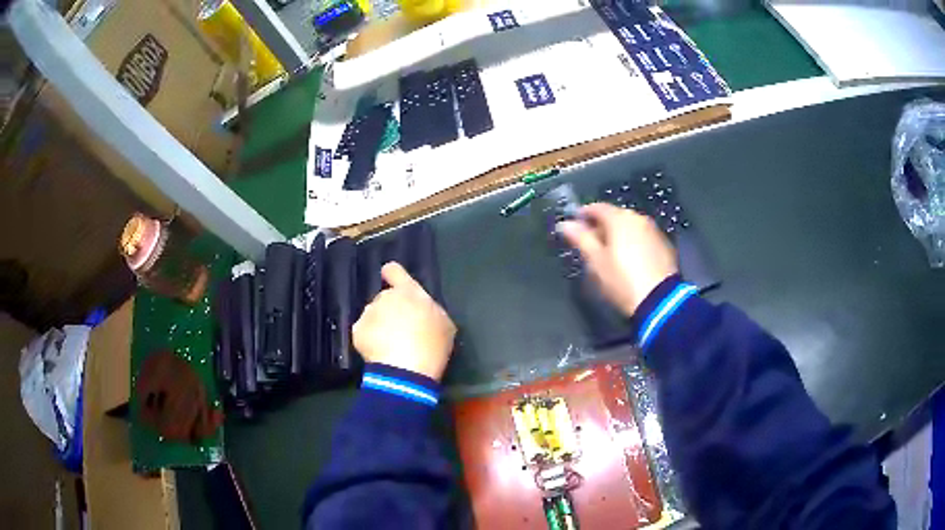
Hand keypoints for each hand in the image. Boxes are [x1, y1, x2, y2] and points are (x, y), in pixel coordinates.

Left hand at [353, 262, 456, 380]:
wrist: (406, 370)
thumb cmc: (432, 346)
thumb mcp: (444, 324)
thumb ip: (430, 311)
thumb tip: (423, 312)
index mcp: (408, 292)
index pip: (394, 270)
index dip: (393, 275)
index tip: (392, 281)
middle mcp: (385, 297)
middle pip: (385, 299)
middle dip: (391, 311)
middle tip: (401, 332)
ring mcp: (369, 314)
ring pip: (373, 316)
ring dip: (380, 327)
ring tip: (391, 347)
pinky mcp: (357, 331)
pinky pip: (364, 333)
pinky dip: (370, 342)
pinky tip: (381, 354)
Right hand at [558, 203, 677, 315]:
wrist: (660, 301)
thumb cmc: (622, 280)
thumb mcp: (596, 261)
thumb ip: (581, 239)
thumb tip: (565, 224)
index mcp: (619, 218)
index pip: (597, 208)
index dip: (583, 215)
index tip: (574, 227)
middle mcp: (638, 218)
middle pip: (615, 216)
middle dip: (601, 226)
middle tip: (590, 243)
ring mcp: (654, 231)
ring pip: (630, 226)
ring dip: (618, 234)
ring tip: (609, 253)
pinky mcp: (664, 245)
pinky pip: (643, 237)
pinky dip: (633, 243)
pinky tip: (629, 259)